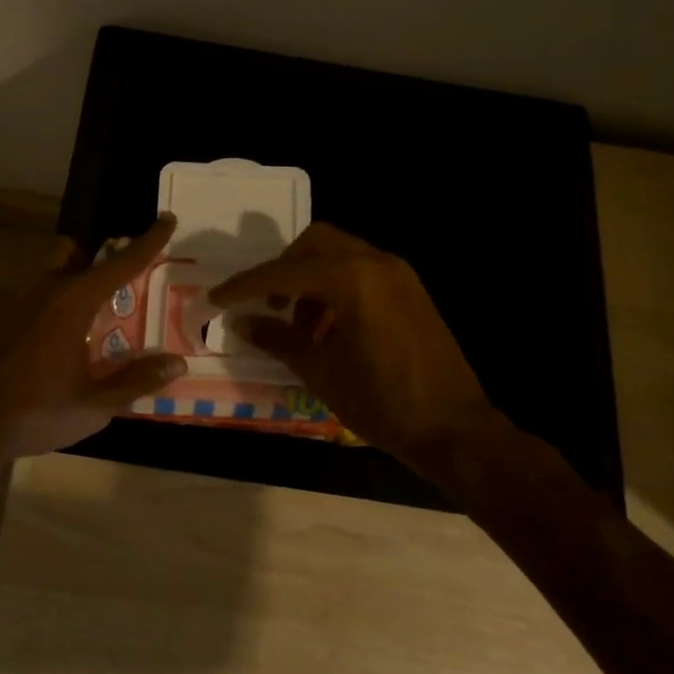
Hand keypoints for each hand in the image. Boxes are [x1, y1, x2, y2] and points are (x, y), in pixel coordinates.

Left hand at [0, 213, 187, 462]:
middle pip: (70, 251)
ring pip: (40, 271)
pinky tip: (30, 347)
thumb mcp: (93, 405)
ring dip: (59, 282)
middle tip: (101, 294)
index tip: (167, 219)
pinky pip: (17, 297)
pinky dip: (32, 309)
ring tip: (66, 326)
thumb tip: (176, 363)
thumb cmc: (34, 412)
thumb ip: (136, 381)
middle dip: (89, 259)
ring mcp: (7, 298)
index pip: (121, 263)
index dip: (149, 241)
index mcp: (74, 302)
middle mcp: (42, 288)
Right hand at [208, 222, 496, 470]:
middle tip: (267, 303)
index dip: (246, 285)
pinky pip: (362, 271)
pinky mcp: (411, 290)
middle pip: (316, 243)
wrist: (455, 429)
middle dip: (284, 268)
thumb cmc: (382, 402)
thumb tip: (240, 322)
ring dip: (311, 278)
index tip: (218, 298)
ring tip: (299, 326)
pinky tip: (329, 328)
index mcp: (353, 278)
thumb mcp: (320, 372)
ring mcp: (398, 274)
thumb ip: (277, 338)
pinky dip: (337, 286)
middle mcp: (377, 263)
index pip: (285, 271)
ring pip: (340, 254)